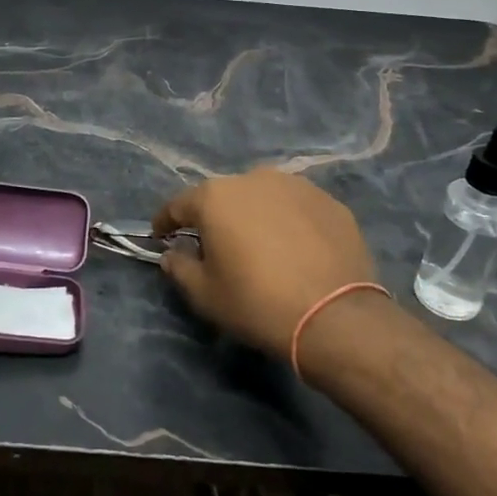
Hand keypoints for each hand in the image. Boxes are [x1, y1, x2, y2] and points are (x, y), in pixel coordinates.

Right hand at [153, 169, 379, 359]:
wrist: (336, 317)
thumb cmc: (258, 303)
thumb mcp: (205, 295)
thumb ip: (180, 267)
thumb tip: (173, 252)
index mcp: (215, 197)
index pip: (178, 204)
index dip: (165, 221)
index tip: (160, 236)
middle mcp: (253, 178)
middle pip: (223, 196)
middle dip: (214, 217)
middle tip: (215, 246)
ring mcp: (296, 186)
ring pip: (262, 197)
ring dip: (254, 215)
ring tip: (259, 244)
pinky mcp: (329, 201)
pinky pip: (296, 208)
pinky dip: (288, 222)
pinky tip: (295, 248)